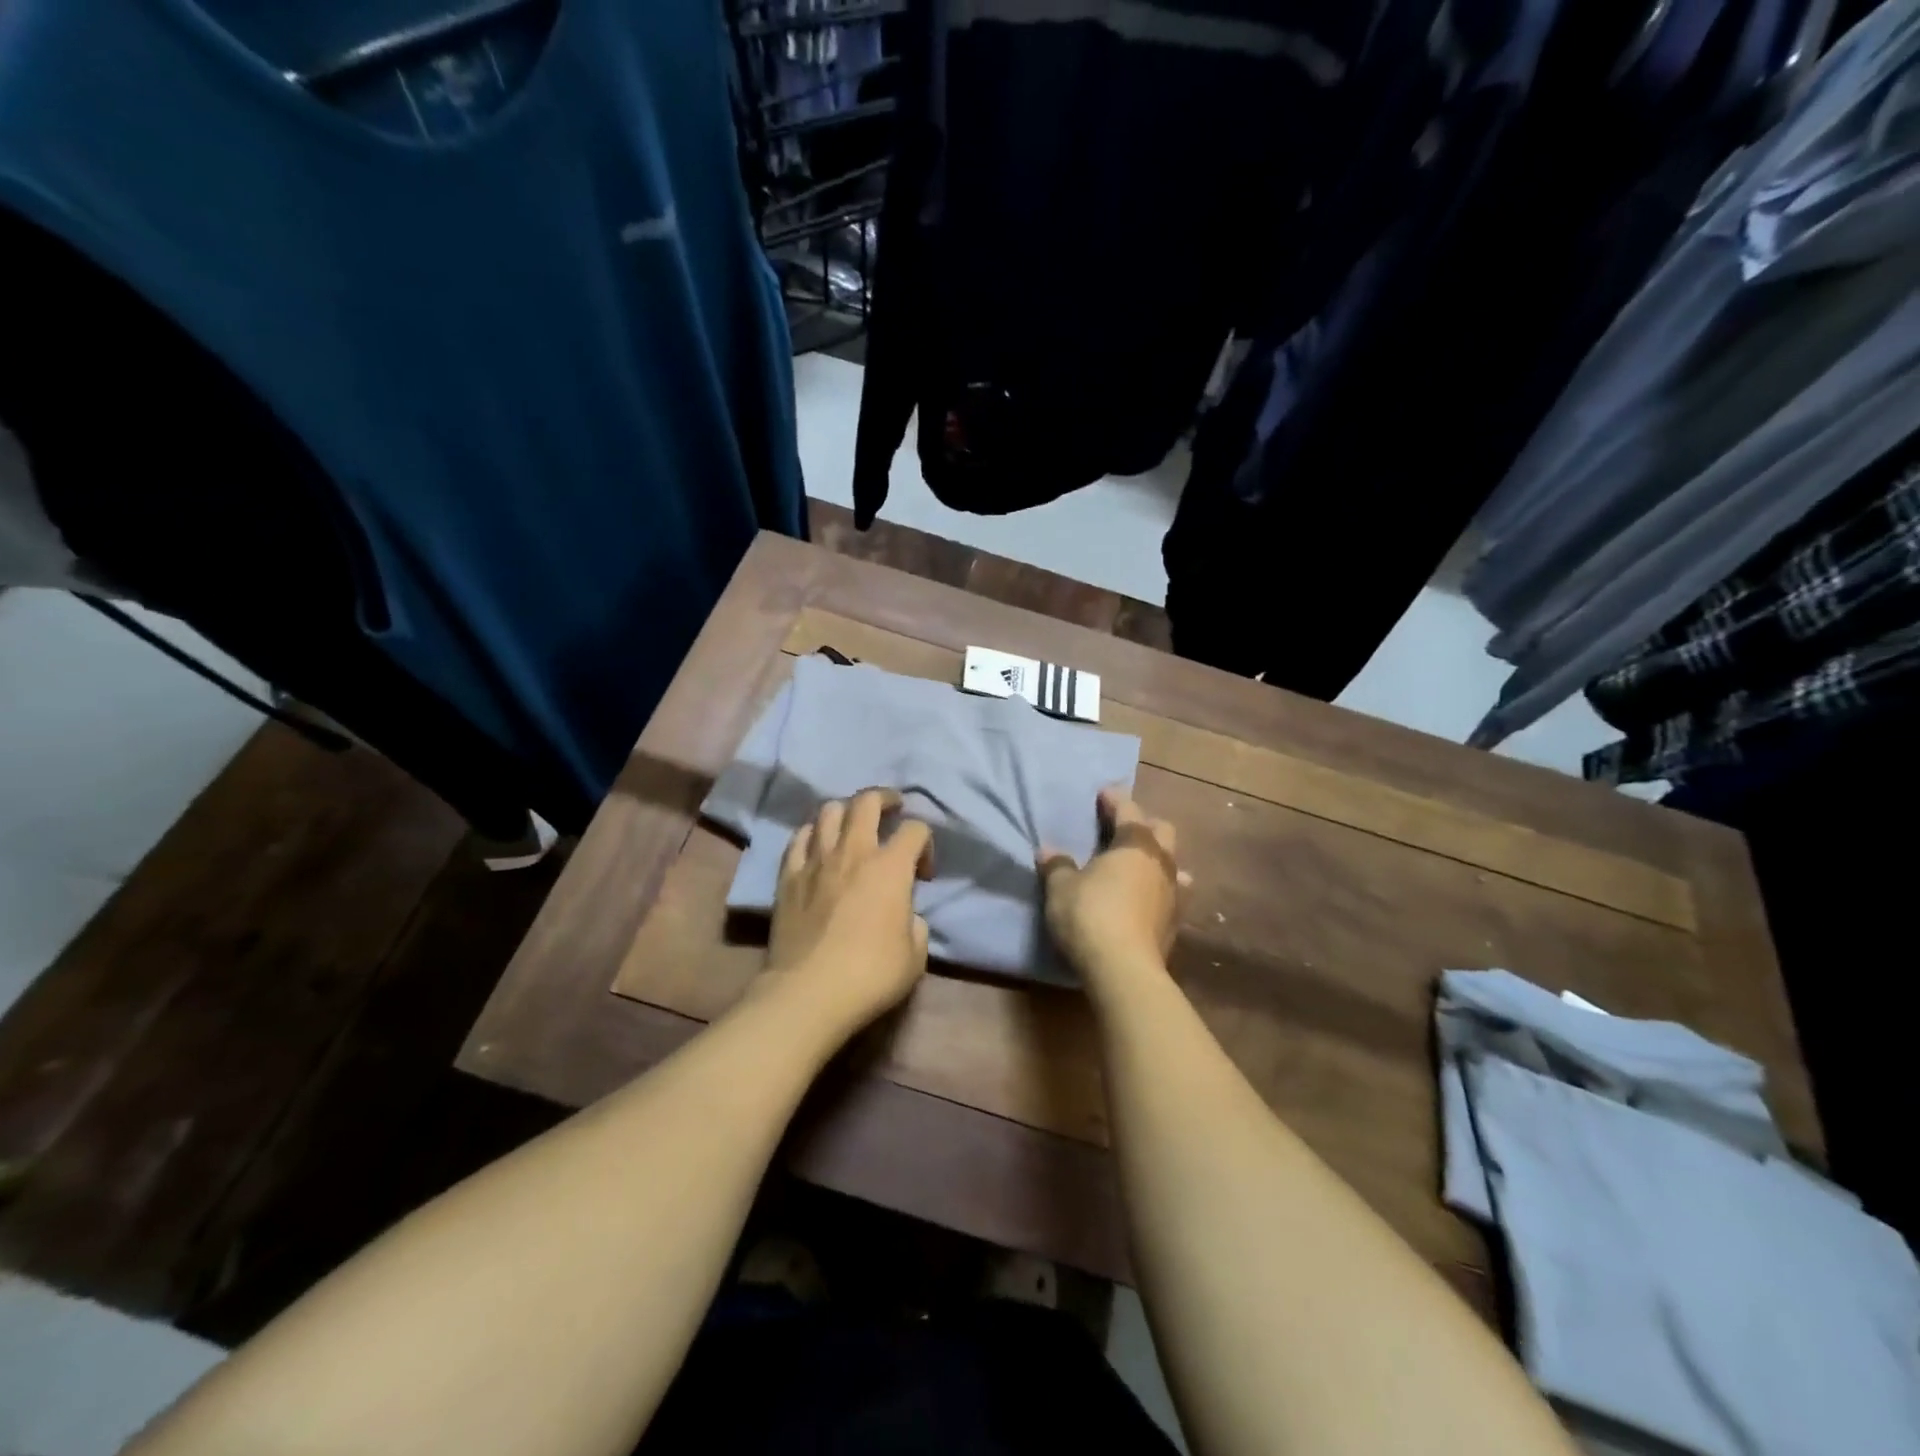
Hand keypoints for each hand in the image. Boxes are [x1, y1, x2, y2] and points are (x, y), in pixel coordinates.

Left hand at [764, 788, 934, 1033]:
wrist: (809, 992)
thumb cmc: (870, 975)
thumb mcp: (915, 955)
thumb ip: (915, 924)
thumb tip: (905, 915)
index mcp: (890, 867)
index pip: (916, 829)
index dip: (926, 844)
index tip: (924, 873)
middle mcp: (854, 851)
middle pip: (867, 801)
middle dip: (885, 798)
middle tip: (893, 808)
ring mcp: (816, 860)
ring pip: (829, 810)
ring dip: (846, 811)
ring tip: (852, 826)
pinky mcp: (787, 876)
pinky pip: (799, 838)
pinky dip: (813, 834)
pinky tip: (817, 845)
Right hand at [1038, 787, 1184, 981]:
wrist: (1124, 969)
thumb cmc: (1090, 915)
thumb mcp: (1061, 888)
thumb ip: (1057, 866)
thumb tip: (1047, 851)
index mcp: (1135, 843)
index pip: (1128, 809)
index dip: (1115, 799)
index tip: (1103, 793)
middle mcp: (1161, 861)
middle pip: (1162, 830)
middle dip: (1143, 823)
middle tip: (1121, 828)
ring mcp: (1174, 892)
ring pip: (1173, 863)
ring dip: (1157, 858)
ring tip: (1138, 864)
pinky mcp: (1176, 922)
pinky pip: (1172, 894)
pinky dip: (1158, 889)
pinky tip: (1147, 898)